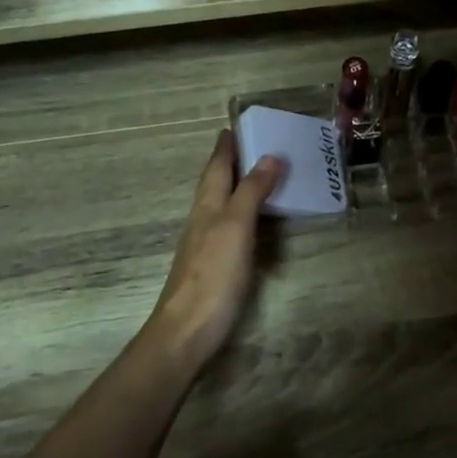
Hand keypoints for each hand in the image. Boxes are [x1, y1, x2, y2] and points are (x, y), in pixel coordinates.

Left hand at [144, 129, 285, 367]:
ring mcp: (204, 244)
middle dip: (229, 163)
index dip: (225, 147)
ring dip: (235, 187)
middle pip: (214, 184)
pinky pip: (227, 226)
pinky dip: (240, 213)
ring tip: (256, 175)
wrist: (187, 330)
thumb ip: (252, 192)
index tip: (233, 127)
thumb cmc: (213, 274)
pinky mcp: (212, 266)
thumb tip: (269, 156)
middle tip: (250, 145)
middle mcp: (202, 219)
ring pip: (219, 204)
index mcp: (207, 206)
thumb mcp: (236, 226)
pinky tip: (249, 221)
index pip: (216, 167)